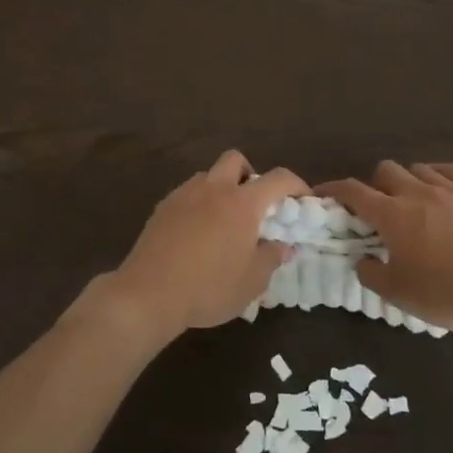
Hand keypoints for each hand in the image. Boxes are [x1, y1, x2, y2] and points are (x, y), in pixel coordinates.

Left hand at [87, 151, 308, 341]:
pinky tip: (197, 232)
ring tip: (224, 220)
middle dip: (250, 174)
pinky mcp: (162, 207)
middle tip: (255, 204)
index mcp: (242, 203)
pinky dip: (199, 203)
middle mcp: (214, 189)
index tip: (302, 198)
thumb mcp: (251, 282)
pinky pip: (187, 193)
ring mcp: (184, 194)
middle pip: (235, 160)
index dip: (296, 184)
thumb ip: (271, 258)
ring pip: (208, 175)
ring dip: (221, 187)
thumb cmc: (208, 288)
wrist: (149, 293)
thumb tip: (283, 245)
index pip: (278, 179)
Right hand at [320, 162, 452, 344]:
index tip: (323, 193)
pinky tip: (440, 188)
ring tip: (411, 202)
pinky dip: (438, 176)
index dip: (334, 189)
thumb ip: (373, 274)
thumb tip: (363, 260)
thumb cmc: (449, 294)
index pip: (353, 191)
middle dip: (374, 185)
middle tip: (377, 209)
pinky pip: (452, 171)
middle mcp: (417, 193)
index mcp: (392, 215)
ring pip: (418, 169)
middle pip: (385, 170)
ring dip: (407, 181)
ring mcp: (451, 190)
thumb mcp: (400, 295)